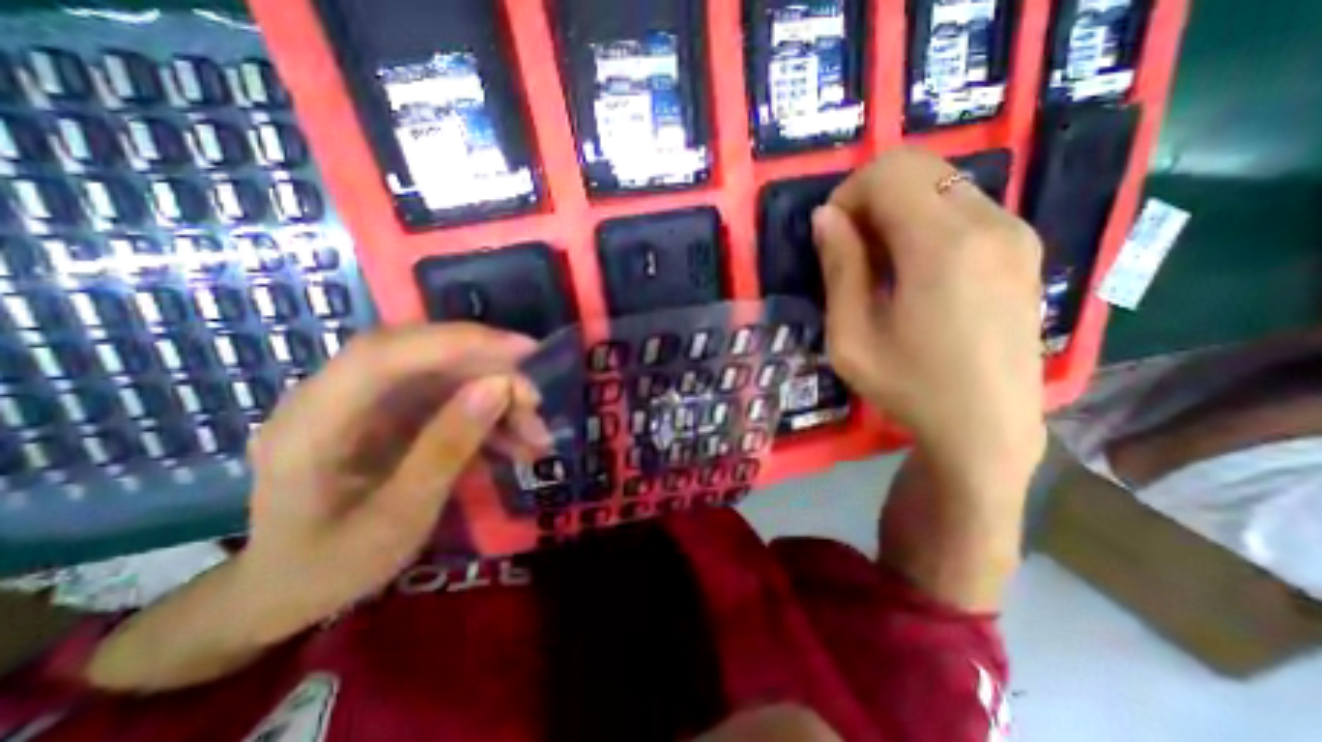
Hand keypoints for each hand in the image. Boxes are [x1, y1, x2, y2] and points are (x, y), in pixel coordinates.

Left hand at [239, 325, 547, 643]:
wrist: (288, 589)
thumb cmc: (332, 565)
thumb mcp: (399, 518)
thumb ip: (446, 448)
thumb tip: (498, 387)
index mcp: (314, 421)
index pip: (387, 352)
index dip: (459, 342)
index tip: (525, 351)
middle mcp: (337, 395)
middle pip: (424, 355)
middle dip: (489, 370)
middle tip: (535, 401)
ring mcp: (367, 402)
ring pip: (445, 376)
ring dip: (496, 398)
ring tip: (535, 435)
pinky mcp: (391, 412)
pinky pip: (450, 398)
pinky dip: (489, 415)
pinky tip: (517, 442)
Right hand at [816, 149, 1042, 489]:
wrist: (987, 428)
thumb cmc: (909, 386)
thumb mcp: (851, 335)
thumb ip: (839, 268)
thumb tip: (825, 217)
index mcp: (943, 245)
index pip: (889, 172)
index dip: (848, 195)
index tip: (831, 237)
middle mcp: (989, 223)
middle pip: (919, 166)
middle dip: (871, 195)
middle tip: (851, 247)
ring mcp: (1016, 233)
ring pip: (942, 183)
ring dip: (898, 208)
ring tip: (880, 262)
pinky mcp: (1024, 249)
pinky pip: (964, 207)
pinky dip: (926, 220)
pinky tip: (915, 269)